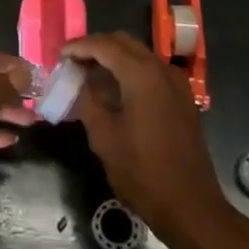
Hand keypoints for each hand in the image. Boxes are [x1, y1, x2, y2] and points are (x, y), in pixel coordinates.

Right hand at [63, 33, 232, 246]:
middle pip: (123, 43)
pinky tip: (114, 91)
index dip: (78, 47)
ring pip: (139, 55)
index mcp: (141, 74)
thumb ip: (87, 100)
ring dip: (113, 58)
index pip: (104, 45)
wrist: (190, 206)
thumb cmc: (142, 172)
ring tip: (88, 75)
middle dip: (95, 48)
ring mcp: (176, 83)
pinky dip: (130, 71)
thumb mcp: (104, 137)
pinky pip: (151, 71)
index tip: (58, 56)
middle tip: (72, 63)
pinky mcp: (182, 98)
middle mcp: (162, 69)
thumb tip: (76, 80)